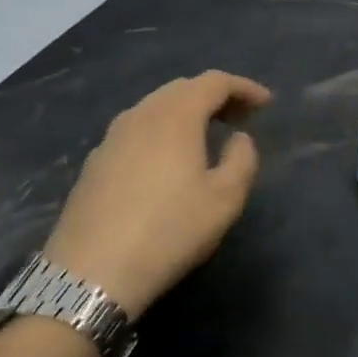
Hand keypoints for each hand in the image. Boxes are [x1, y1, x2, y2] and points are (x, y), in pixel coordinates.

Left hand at [44, 71, 271, 319]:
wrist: (91, 274)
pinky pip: (136, 130)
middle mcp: (141, 115)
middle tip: (240, 117)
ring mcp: (111, 138)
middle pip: (182, 89)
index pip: (214, 82)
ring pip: (155, 108)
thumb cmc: (169, 231)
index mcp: (176, 116)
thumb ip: (242, 159)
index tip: (267, 103)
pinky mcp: (94, 163)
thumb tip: (238, 138)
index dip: (244, 88)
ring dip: (186, 112)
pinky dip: (162, 131)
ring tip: (208, 135)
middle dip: (215, 96)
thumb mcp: (225, 199)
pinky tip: (168, 160)